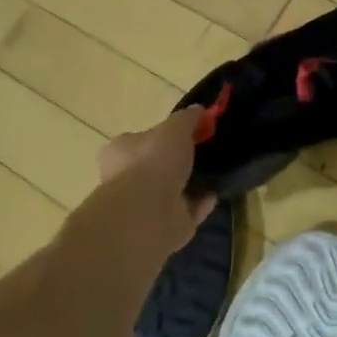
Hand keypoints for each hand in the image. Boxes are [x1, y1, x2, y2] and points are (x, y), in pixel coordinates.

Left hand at [93, 108, 213, 256]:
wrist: (148, 213)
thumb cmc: (154, 161)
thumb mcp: (175, 128)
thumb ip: (187, 118)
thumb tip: (198, 110)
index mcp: (120, 152)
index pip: (140, 139)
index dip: (163, 135)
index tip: (189, 131)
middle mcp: (127, 179)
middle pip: (156, 166)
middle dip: (178, 161)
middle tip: (205, 152)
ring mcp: (145, 206)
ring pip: (172, 190)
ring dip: (190, 184)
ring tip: (215, 172)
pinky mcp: (164, 226)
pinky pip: (187, 210)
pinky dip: (201, 203)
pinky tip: (216, 193)